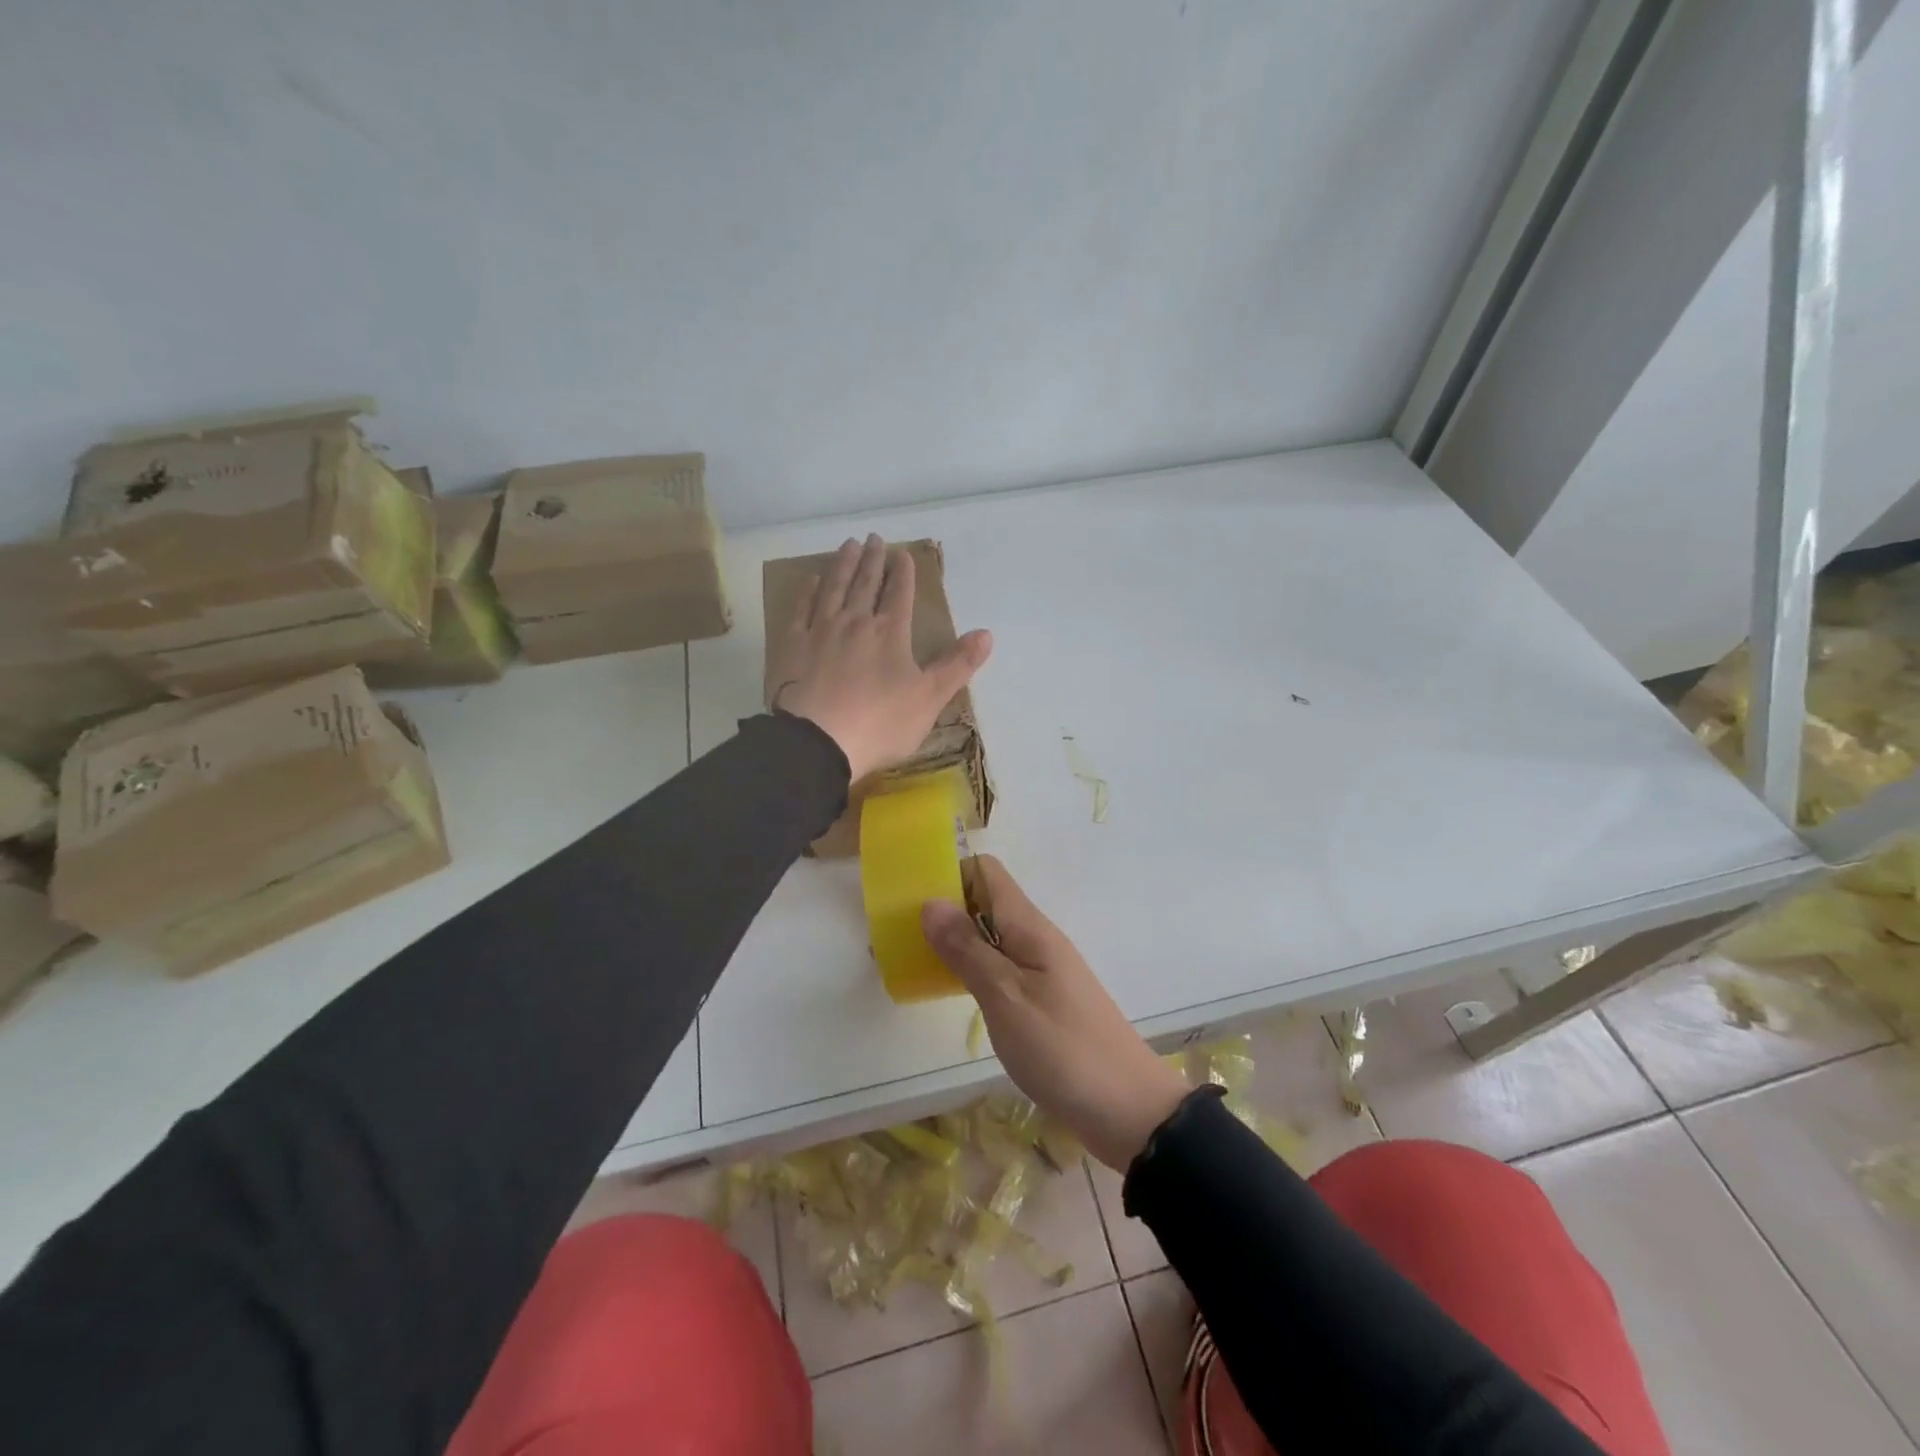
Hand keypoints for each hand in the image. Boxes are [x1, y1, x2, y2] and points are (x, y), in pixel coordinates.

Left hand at [770, 534, 991, 783]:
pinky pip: (800, 610)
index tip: (902, 554)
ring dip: (842, 565)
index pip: (899, 594)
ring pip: (833, 588)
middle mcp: (855, 622)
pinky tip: (810, 581)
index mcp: (889, 633)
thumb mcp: (929, 698)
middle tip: (873, 538)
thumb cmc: (879, 723)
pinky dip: (807, 592)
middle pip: (865, 583)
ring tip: (848, 545)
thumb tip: (987, 634)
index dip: (903, 573)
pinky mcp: (791, 646)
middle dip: (872, 560)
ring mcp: (819, 631)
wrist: (817, 741)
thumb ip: (957, 665)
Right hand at [921, 857, 1191, 1171]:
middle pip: (984, 901)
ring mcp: (1041, 969)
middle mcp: (1035, 938)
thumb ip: (968, 950)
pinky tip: (951, 993)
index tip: (911, 899)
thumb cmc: (1062, 1049)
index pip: (986, 872)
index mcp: (1029, 927)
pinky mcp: (1042, 999)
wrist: (1127, 1109)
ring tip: (915, 964)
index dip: (949, 875)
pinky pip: (1000, 967)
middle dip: (944, 911)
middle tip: (901, 938)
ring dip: (954, 942)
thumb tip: (931, 902)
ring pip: (990, 936)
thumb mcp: (1006, 998)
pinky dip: (972, 971)